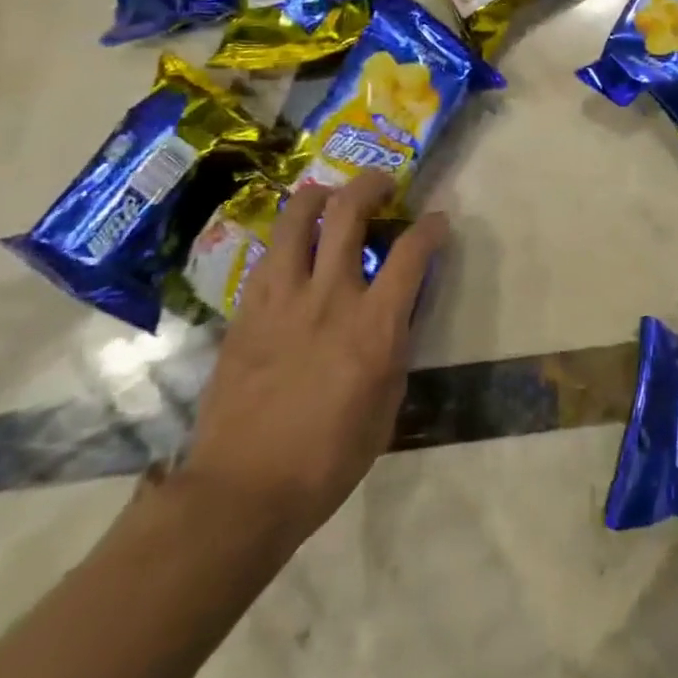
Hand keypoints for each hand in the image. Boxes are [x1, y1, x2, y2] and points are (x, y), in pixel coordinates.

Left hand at [178, 172, 446, 556]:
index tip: (437, 220)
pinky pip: (267, 256)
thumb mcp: (386, 406)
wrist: (241, 492)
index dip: (430, 227)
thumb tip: (397, 313)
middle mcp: (329, 297)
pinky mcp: (246, 311)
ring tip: (330, 196)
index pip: (411, 252)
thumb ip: (395, 347)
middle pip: (348, 213)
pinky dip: (286, 239)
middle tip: (383, 185)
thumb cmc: (328, 459)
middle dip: (371, 186)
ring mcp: (281, 299)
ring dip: (319, 196)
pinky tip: (292, 247)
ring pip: (296, 220)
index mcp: (373, 325)